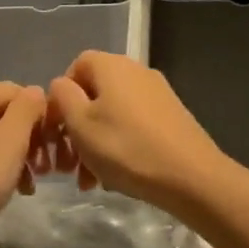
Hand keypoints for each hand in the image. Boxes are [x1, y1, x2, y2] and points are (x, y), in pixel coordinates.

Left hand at [0, 82, 49, 247]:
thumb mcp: (11, 138)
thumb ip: (27, 108)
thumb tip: (35, 91)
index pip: (15, 90)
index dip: (39, 111)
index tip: (53, 140)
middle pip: (5, 115)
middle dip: (31, 138)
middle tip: (47, 167)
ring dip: (19, 157)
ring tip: (32, 184)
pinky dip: (0, 170)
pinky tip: (13, 191)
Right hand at [47, 52, 230, 214]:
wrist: (191, 177)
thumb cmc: (125, 148)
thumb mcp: (80, 123)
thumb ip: (62, 97)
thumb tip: (62, 86)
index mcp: (112, 66)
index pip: (76, 66)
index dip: (61, 97)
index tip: (57, 129)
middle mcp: (136, 72)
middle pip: (94, 95)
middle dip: (76, 130)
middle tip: (68, 165)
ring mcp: (158, 95)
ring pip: (112, 115)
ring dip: (94, 144)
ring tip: (89, 181)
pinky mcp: (172, 118)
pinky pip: (133, 127)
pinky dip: (118, 147)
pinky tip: (115, 178)